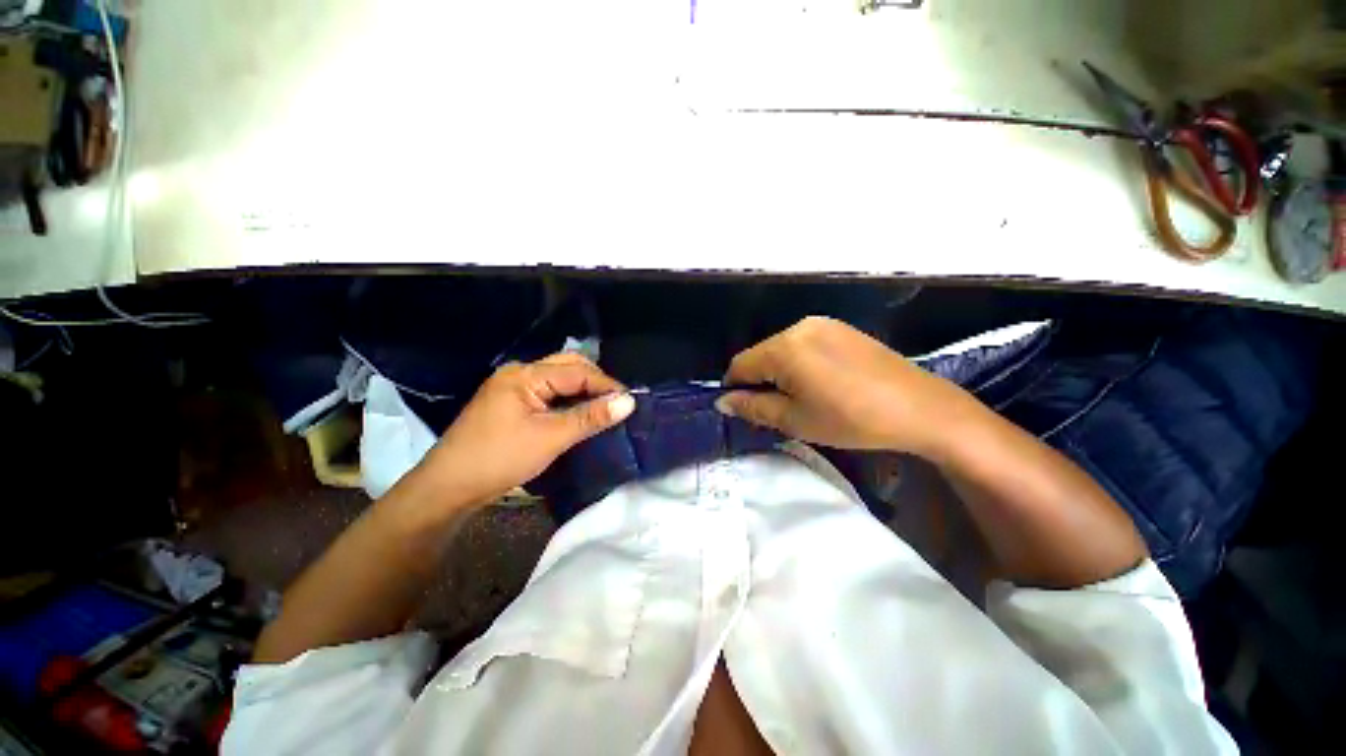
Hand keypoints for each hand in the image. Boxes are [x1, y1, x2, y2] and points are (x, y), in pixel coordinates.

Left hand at [417, 353, 634, 508]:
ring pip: (559, 379)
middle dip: (595, 382)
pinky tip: (580, 413)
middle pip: (568, 366)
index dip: (606, 384)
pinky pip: (549, 392)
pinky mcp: (512, 403)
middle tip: (618, 403)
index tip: (630, 401)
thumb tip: (629, 401)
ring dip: (583, 391)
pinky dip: (568, 400)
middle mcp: (519, 372)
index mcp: (525, 374)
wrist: (448, 488)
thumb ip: (591, 417)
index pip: (577, 371)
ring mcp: (513, 387)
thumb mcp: (551, 437)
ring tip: (604, 408)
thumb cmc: (500, 458)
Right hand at [716, 316, 975, 455]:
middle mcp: (799, 326)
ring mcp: (823, 324)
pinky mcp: (841, 328)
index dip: (734, 388)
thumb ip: (753, 407)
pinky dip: (799, 362)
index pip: (740, 364)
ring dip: (779, 371)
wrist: (919, 408)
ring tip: (800, 398)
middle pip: (761, 354)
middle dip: (759, 380)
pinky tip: (820, 382)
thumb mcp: (795, 420)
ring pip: (782, 348)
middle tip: (775, 409)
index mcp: (784, 347)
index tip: (743, 409)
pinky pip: (804, 343)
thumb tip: (722, 402)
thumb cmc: (851, 418)